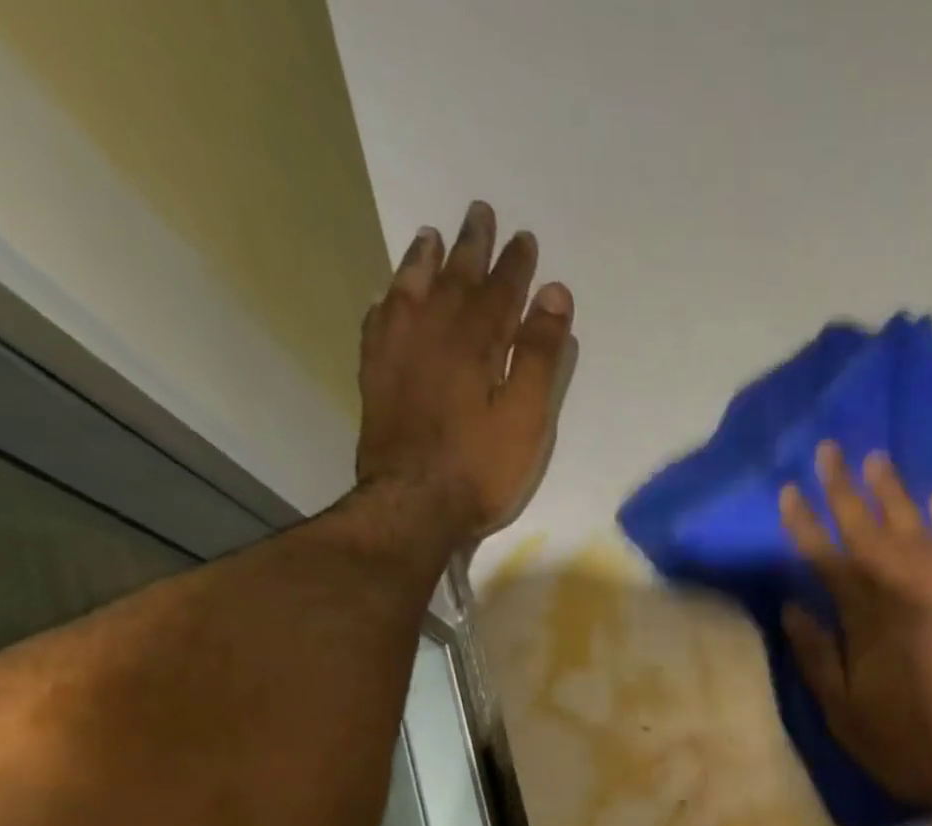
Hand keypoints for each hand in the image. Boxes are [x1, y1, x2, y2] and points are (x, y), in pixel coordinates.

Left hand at [354, 200, 574, 544]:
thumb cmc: (481, 467)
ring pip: (410, 292)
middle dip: (471, 247)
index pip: (499, 292)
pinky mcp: (376, 378)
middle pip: (453, 279)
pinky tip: (391, 297)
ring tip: (429, 236)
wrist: (414, 505)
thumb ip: (540, 355)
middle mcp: (430, 334)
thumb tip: (555, 293)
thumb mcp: (526, 417)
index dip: (515, 266)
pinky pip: (380, 322)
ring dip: (423, 262)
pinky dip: (389, 301)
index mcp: (473, 343)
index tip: (525, 239)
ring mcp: (396, 354)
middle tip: (479, 213)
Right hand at [780, 442, 931, 822]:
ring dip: (894, 493)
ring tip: (876, 458)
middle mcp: (908, 592)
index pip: (827, 559)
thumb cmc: (912, 745)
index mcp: (868, 620)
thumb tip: (792, 608)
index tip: (789, 490)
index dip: (805, 524)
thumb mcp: (847, 715)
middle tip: (828, 448)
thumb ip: (819, 658)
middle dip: (844, 490)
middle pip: (869, 531)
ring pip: (917, 529)